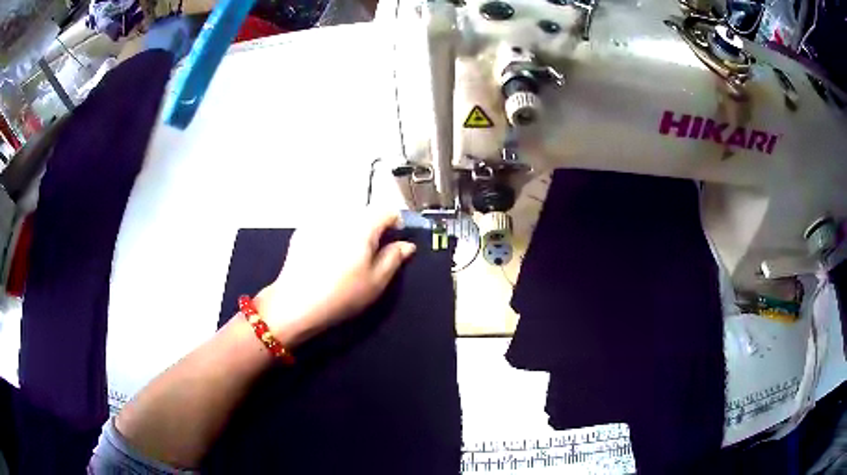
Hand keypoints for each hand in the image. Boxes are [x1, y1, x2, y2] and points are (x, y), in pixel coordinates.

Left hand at [255, 211, 416, 346]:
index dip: (396, 224)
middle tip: (370, 254)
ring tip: (346, 256)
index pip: (387, 211)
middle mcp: (340, 216)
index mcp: (362, 226)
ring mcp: (318, 222)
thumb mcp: (376, 281)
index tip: (395, 242)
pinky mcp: (302, 231)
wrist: (296, 303)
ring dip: (351, 231)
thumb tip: (406, 244)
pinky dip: (332, 234)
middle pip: (364, 213)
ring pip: (344, 219)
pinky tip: (325, 257)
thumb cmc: (342, 294)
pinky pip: (325, 226)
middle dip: (372, 229)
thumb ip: (394, 258)